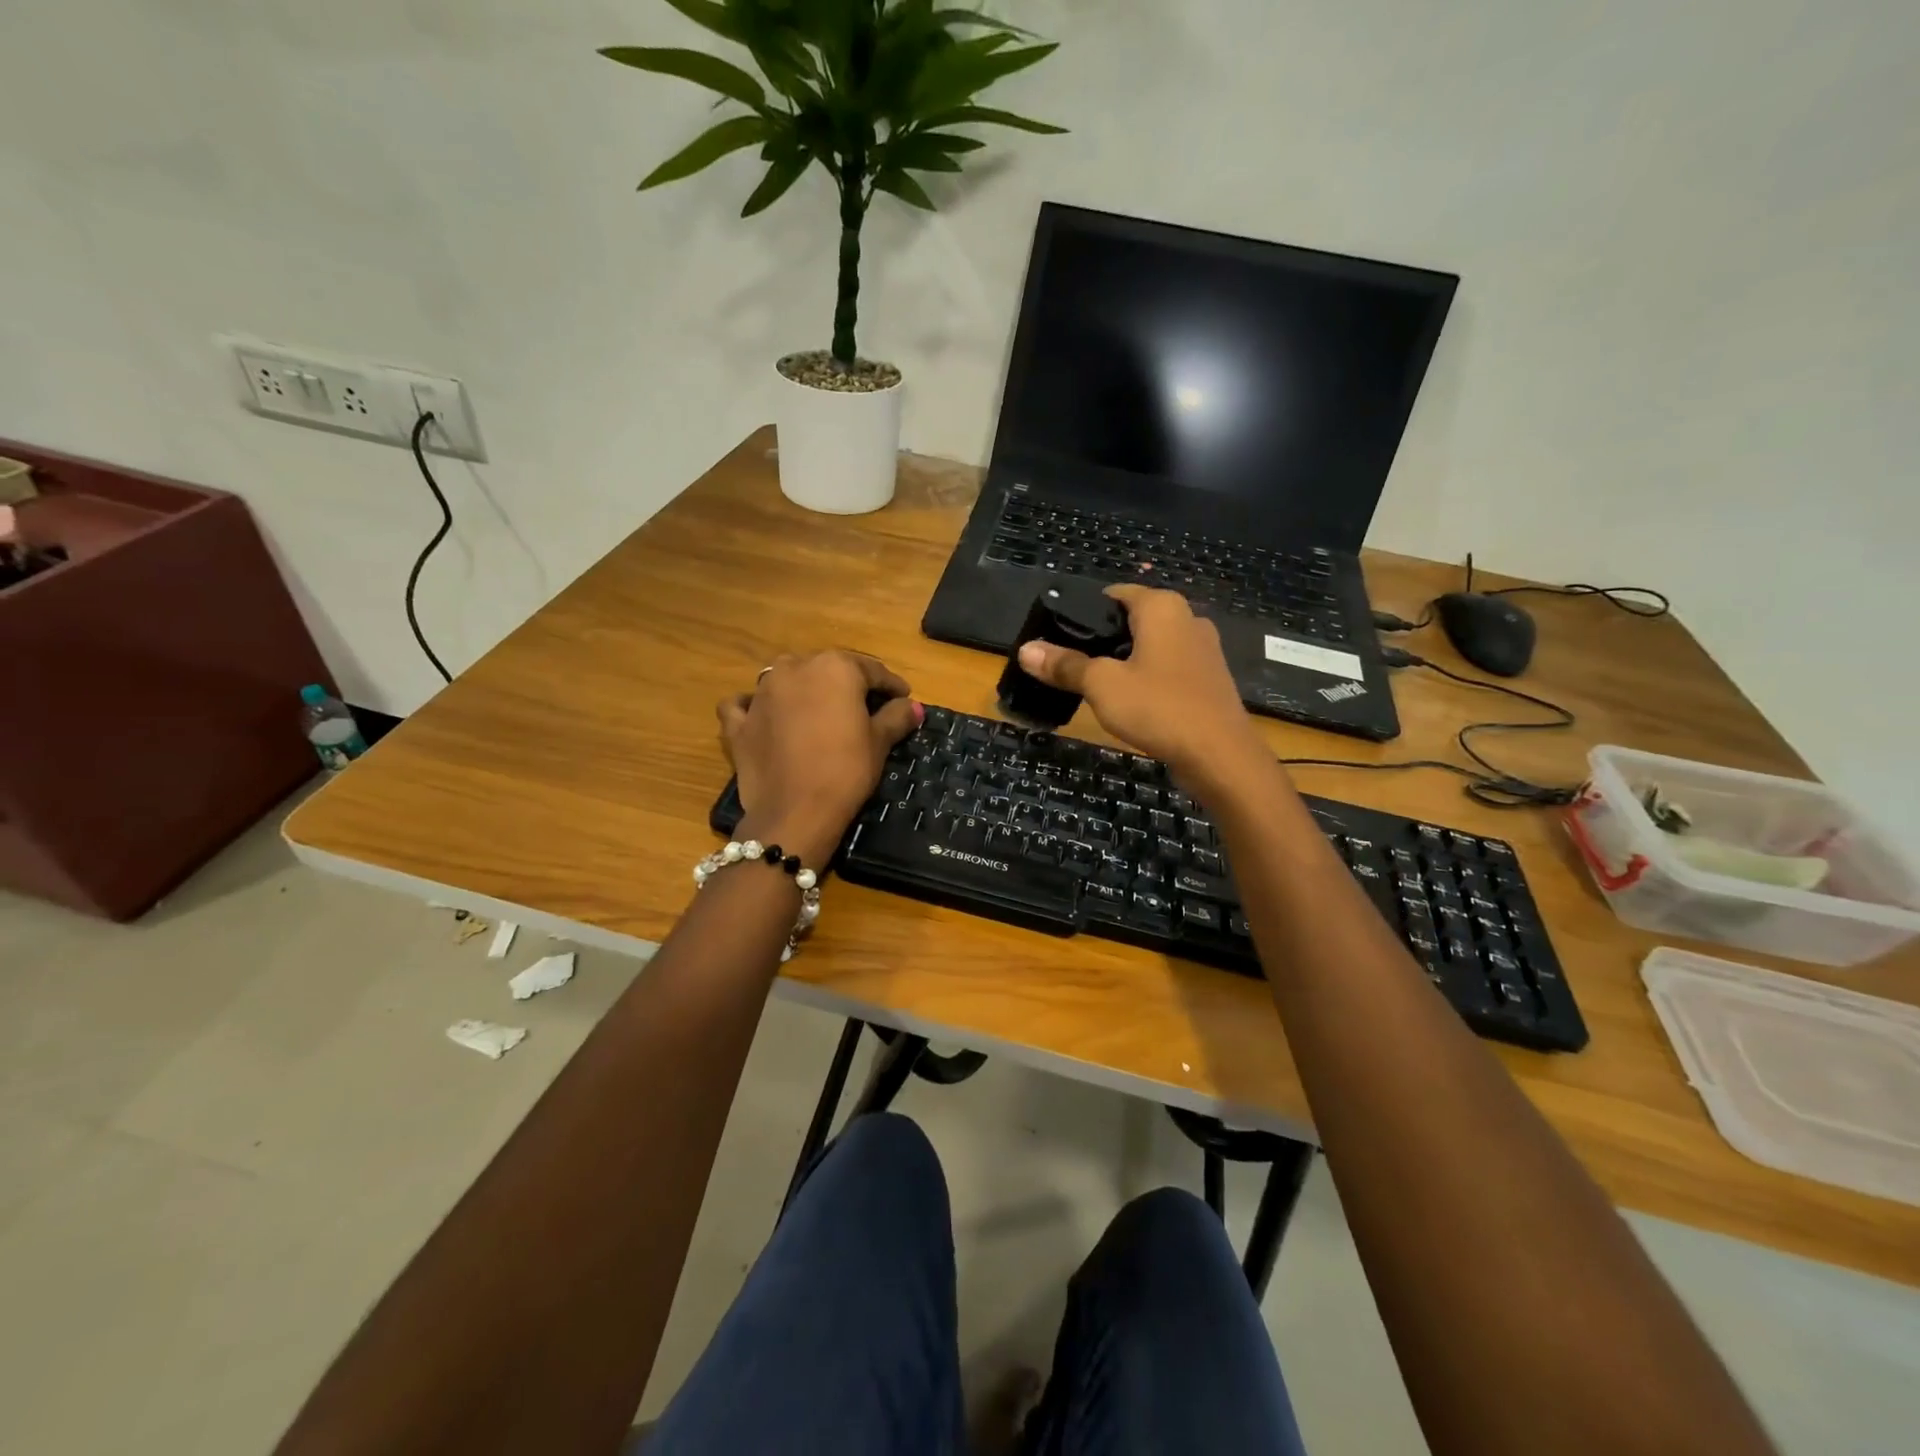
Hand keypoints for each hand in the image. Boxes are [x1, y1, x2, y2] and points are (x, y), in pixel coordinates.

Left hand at [718, 651, 919, 864]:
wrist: (795, 812)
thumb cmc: (846, 771)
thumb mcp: (878, 743)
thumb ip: (895, 717)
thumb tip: (912, 706)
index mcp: (834, 668)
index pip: (871, 670)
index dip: (891, 685)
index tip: (903, 699)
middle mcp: (794, 669)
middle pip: (827, 670)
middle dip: (847, 685)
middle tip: (864, 708)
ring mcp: (761, 693)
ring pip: (786, 679)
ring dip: (803, 689)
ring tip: (819, 712)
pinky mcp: (739, 722)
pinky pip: (744, 705)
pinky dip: (754, 707)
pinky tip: (764, 717)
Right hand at [1017, 586, 1266, 787]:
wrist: (1220, 756)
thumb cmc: (1159, 708)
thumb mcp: (1102, 685)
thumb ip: (1065, 665)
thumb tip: (1026, 649)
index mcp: (1162, 607)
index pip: (1114, 594)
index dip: (1084, 612)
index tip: (1059, 636)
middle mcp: (1187, 618)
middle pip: (1133, 620)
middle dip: (1103, 639)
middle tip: (1071, 664)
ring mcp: (1203, 650)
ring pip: (1152, 646)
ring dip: (1125, 661)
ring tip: (1095, 685)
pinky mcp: (1208, 680)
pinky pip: (1168, 668)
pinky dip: (1147, 678)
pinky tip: (1131, 703)